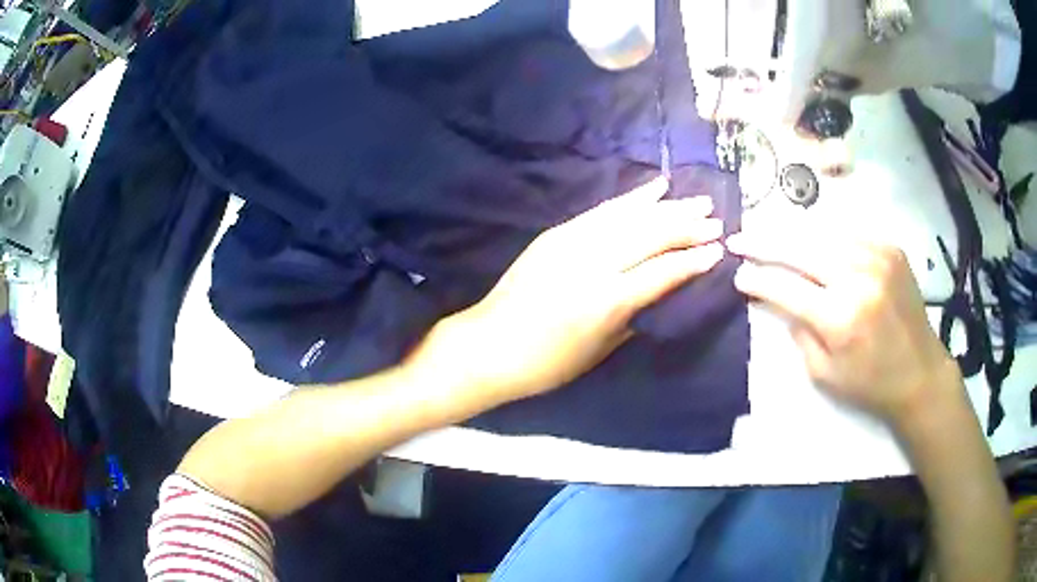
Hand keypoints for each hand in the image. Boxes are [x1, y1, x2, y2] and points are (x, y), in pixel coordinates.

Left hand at [409, 177, 724, 408]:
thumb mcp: (600, 350)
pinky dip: (631, 198)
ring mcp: (572, 243)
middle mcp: (592, 264)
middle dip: (688, 227)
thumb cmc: (547, 363)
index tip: (719, 252)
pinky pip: (602, 210)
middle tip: (716, 220)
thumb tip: (661, 291)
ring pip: (630, 217)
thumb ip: (635, 315)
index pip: (662, 273)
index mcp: (606, 302)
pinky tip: (654, 188)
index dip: (694, 261)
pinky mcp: (557, 233)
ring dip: (667, 207)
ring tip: (697, 200)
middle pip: (650, 237)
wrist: (489, 345)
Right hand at [726, 231, 960, 427]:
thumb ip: (799, 332)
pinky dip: (826, 236)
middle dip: (764, 242)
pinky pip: (849, 233)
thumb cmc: (870, 383)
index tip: (737, 273)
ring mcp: (877, 257)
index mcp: (840, 318)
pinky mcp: (891, 249)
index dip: (757, 278)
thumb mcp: (825, 374)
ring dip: (793, 234)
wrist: (919, 372)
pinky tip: (814, 242)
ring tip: (771, 234)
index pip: (785, 287)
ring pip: (823, 232)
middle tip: (740, 238)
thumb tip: (779, 298)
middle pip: (800, 248)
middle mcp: (858, 278)